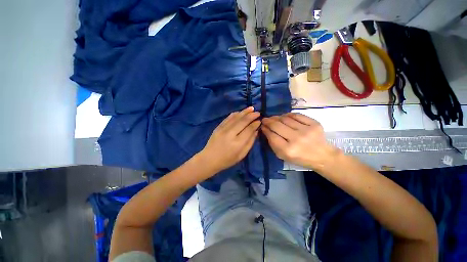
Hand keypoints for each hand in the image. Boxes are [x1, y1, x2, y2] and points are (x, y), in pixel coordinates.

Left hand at [200, 107, 259, 172]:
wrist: (209, 159)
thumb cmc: (227, 160)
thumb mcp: (242, 155)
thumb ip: (250, 143)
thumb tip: (256, 131)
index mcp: (237, 143)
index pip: (249, 129)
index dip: (255, 124)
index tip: (259, 121)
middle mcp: (230, 134)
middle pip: (243, 121)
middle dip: (251, 115)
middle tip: (258, 112)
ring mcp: (223, 129)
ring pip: (235, 117)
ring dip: (244, 112)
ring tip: (251, 108)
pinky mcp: (218, 127)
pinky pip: (228, 118)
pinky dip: (235, 114)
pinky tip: (240, 112)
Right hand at [261, 113, 340, 169]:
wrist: (322, 156)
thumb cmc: (300, 158)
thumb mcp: (283, 156)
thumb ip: (272, 143)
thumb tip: (266, 129)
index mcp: (288, 150)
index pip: (272, 136)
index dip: (265, 129)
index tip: (262, 126)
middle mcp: (297, 139)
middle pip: (277, 125)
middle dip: (268, 121)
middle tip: (265, 119)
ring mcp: (306, 130)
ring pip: (285, 119)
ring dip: (277, 117)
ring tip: (274, 118)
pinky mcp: (314, 123)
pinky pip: (297, 115)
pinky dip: (288, 115)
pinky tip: (285, 117)